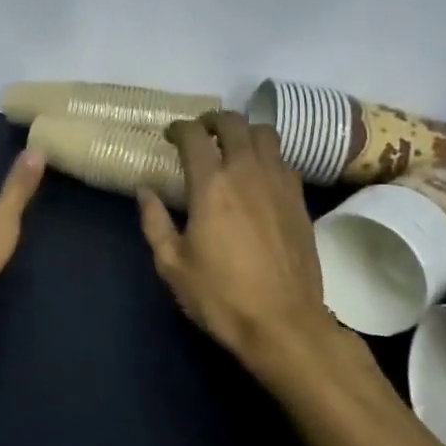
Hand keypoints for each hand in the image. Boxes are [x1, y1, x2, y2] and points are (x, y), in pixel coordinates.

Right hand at [137, 111, 378, 399]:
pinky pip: (284, 160)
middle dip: (213, 120)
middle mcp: (247, 172)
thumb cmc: (221, 297)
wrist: (285, 325)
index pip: (194, 135)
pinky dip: (267, 156)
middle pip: (233, 122)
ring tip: (232, 147)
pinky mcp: (300, 200)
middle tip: (200, 134)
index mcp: (211, 185)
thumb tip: (145, 191)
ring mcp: (279, 183)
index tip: (170, 136)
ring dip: (244, 132)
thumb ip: (154, 222)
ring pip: (265, 134)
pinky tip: (258, 175)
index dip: (179, 128)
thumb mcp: (172, 265)